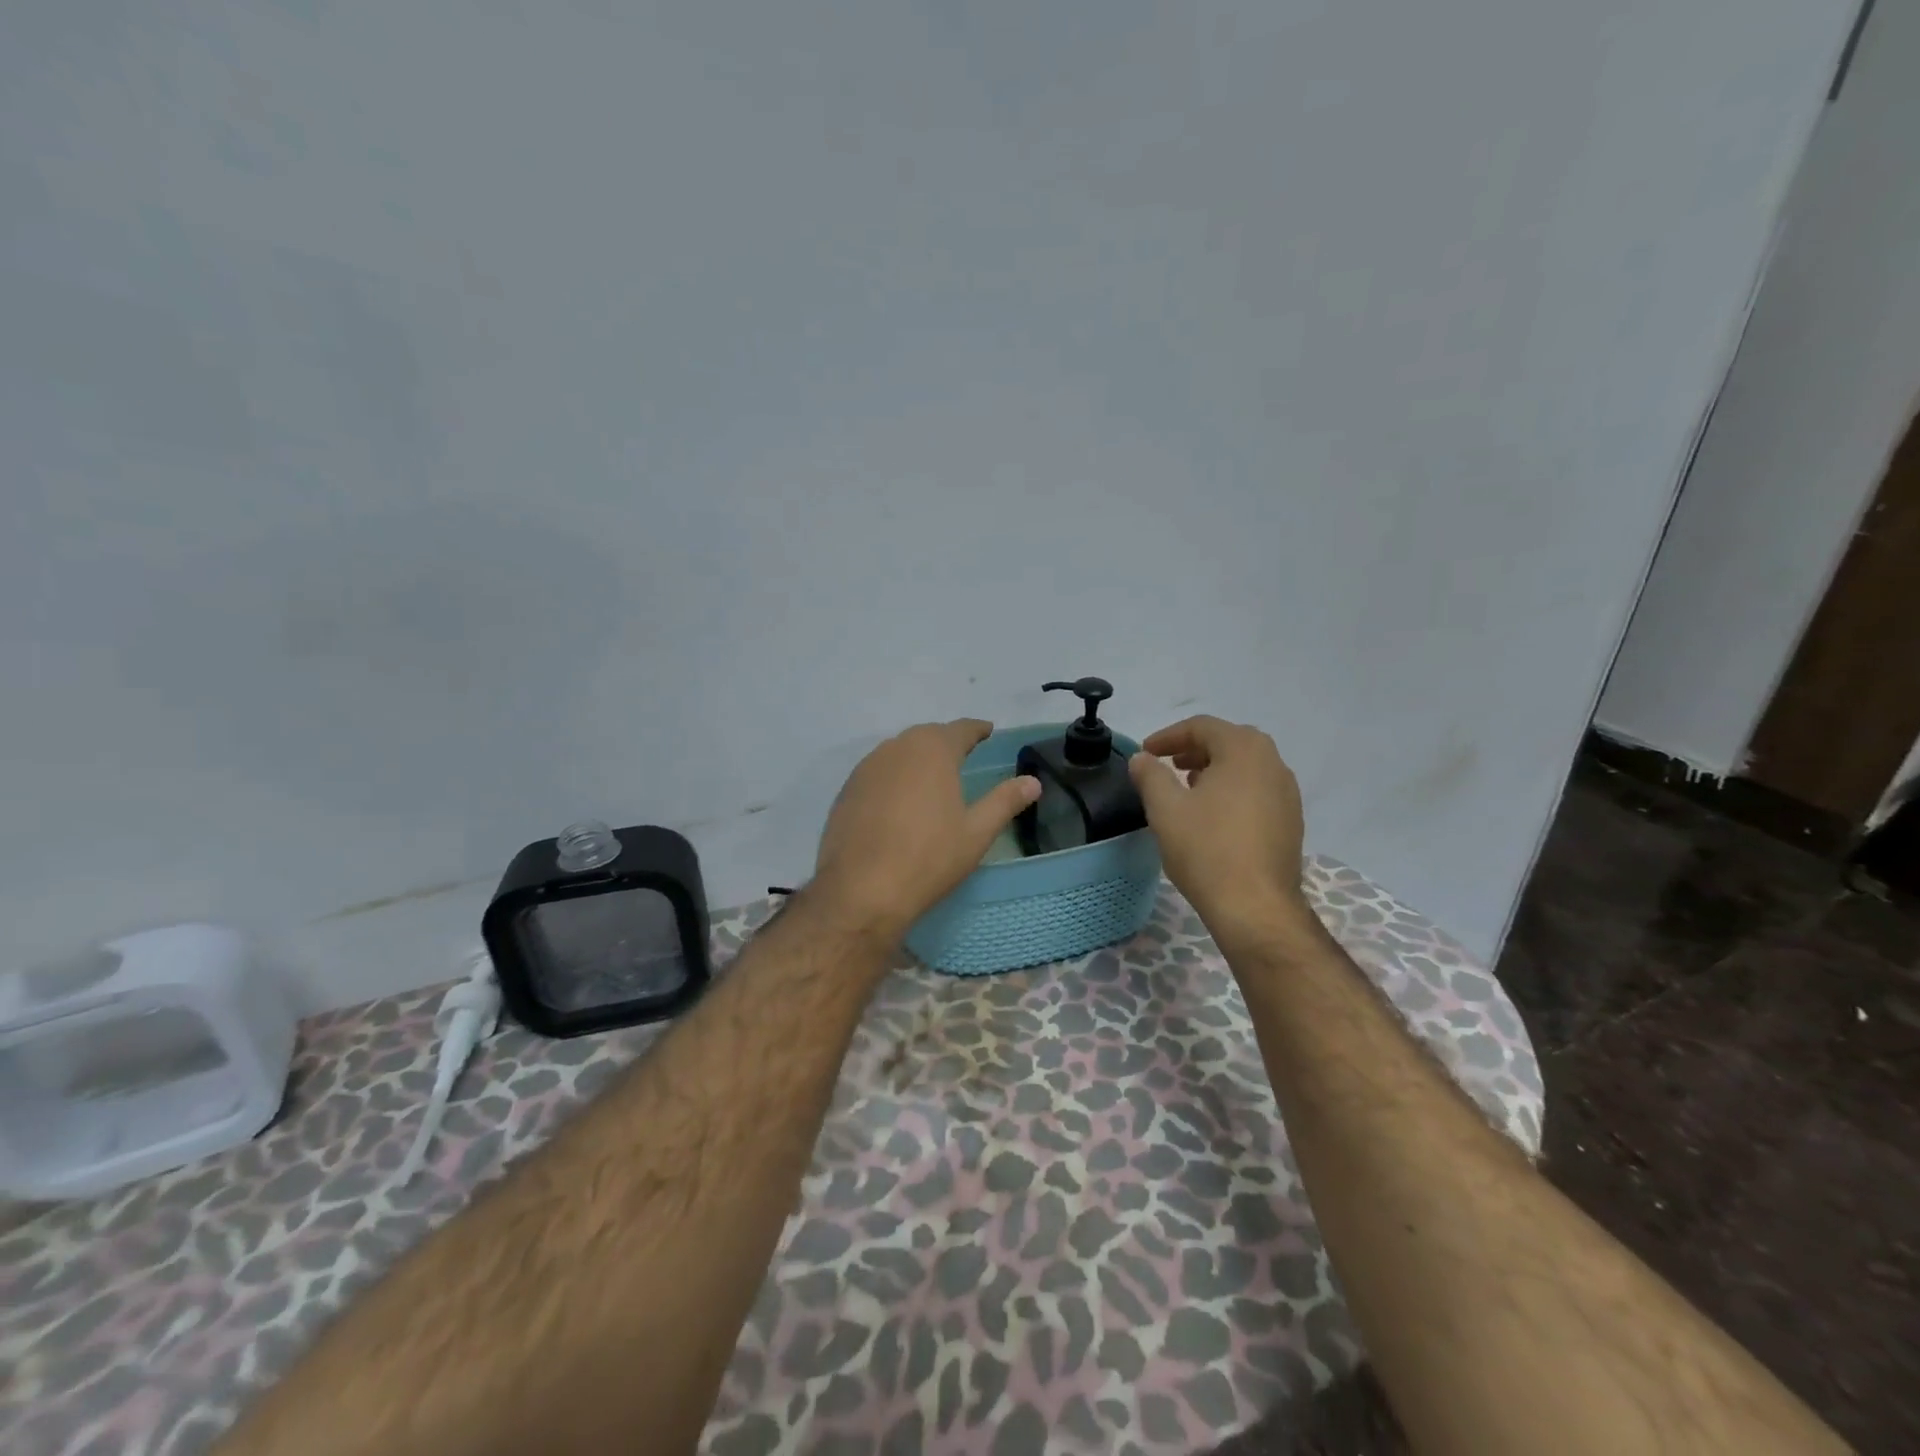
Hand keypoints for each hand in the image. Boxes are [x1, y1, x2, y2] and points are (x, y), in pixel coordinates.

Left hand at [811, 720, 1040, 941]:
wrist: (862, 890)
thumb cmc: (929, 858)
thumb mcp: (976, 832)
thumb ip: (1005, 801)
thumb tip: (1032, 781)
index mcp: (933, 750)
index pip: (960, 729)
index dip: (976, 729)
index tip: (987, 730)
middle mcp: (897, 748)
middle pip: (927, 736)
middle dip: (946, 741)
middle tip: (962, 754)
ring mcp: (866, 768)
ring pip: (898, 752)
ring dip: (917, 757)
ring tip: (931, 775)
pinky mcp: (847, 790)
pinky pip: (877, 772)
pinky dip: (893, 777)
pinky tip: (899, 799)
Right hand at [1128, 716, 1312, 931]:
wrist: (1256, 907)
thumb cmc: (1207, 849)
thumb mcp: (1165, 808)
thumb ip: (1150, 775)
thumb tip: (1142, 759)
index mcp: (1244, 750)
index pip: (1202, 727)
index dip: (1168, 736)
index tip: (1146, 753)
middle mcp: (1273, 764)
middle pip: (1228, 742)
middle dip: (1194, 749)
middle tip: (1167, 765)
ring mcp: (1287, 794)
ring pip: (1245, 767)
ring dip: (1214, 769)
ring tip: (1187, 788)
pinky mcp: (1291, 822)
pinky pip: (1257, 791)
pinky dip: (1232, 790)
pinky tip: (1213, 816)